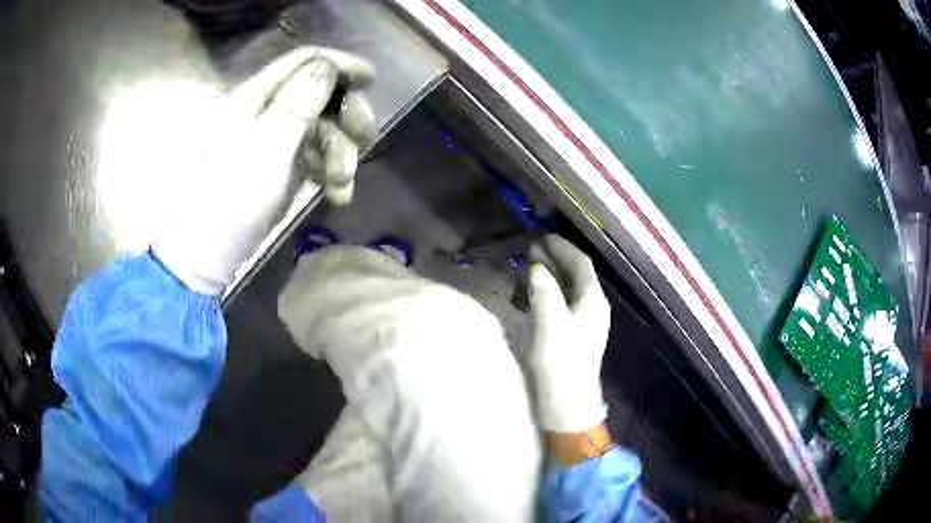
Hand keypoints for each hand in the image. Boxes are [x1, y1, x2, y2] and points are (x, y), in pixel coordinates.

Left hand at [155, 47, 375, 295]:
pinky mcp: (282, 164)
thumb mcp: (268, 145)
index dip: (339, 64)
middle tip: (365, 137)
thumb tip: (328, 65)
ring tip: (342, 182)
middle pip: (319, 93)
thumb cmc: (234, 197)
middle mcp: (265, 110)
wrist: (211, 251)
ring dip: (341, 151)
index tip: (371, 79)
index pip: (302, 61)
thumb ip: (298, 101)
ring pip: (322, 127)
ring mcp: (274, 138)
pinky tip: (337, 194)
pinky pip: (316, 154)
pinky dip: (331, 171)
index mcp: (254, 96)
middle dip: (346, 114)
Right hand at [528, 235, 610, 432]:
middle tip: (530, 249)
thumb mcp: (551, 324)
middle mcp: (593, 307)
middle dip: (554, 259)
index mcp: (592, 300)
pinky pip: (562, 303)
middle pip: (576, 274)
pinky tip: (532, 295)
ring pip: (568, 289)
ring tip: (528, 267)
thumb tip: (536, 266)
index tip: (540, 236)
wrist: (568, 405)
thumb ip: (545, 291)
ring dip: (550, 275)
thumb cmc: (561, 363)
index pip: (580, 263)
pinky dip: (548, 293)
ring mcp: (585, 322)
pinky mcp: (574, 335)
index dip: (561, 247)